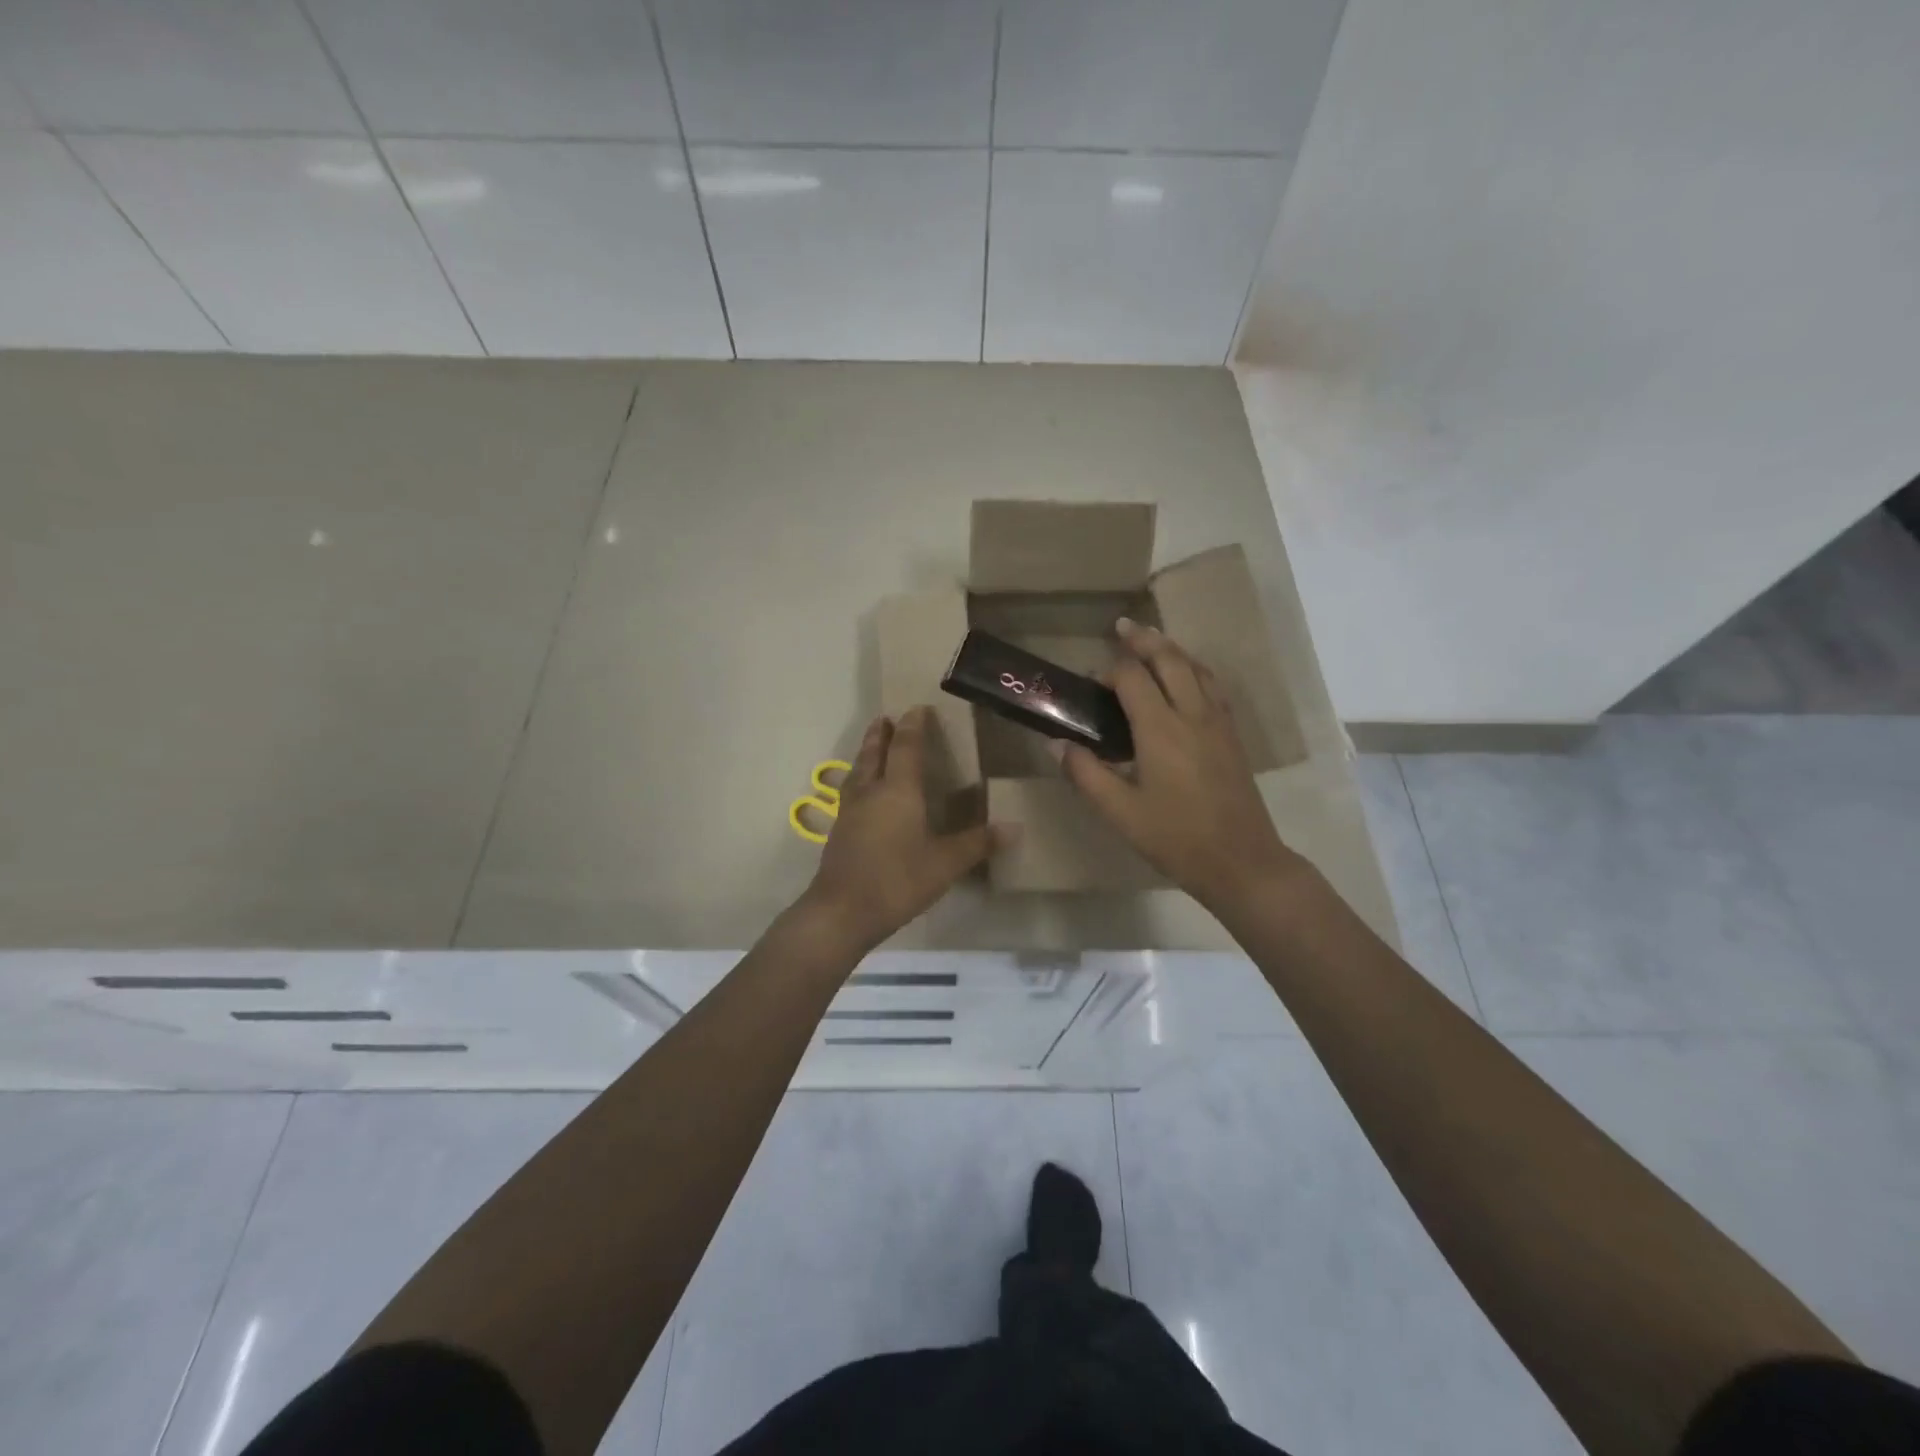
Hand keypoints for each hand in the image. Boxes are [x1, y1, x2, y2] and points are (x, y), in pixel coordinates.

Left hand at [800, 707, 1009, 954]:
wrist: (841, 912)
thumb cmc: (897, 881)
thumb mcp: (945, 864)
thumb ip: (977, 843)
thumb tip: (1013, 828)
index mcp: (898, 790)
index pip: (907, 747)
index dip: (914, 726)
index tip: (919, 708)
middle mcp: (871, 791)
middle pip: (875, 752)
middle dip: (882, 734)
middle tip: (887, 718)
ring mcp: (849, 811)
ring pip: (858, 770)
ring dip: (867, 753)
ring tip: (873, 745)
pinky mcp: (839, 831)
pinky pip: (850, 791)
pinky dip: (858, 778)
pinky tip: (862, 792)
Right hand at [1053, 618, 1304, 916]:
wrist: (1241, 861)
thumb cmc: (1175, 837)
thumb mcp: (1119, 811)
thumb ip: (1085, 773)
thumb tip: (1056, 743)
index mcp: (1160, 729)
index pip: (1133, 678)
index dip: (1110, 671)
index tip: (1091, 681)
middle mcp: (1192, 714)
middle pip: (1169, 659)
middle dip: (1144, 640)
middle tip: (1122, 627)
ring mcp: (1218, 722)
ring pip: (1196, 668)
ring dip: (1172, 649)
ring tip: (1152, 641)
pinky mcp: (1232, 735)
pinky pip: (1212, 686)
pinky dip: (1194, 669)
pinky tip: (1187, 678)